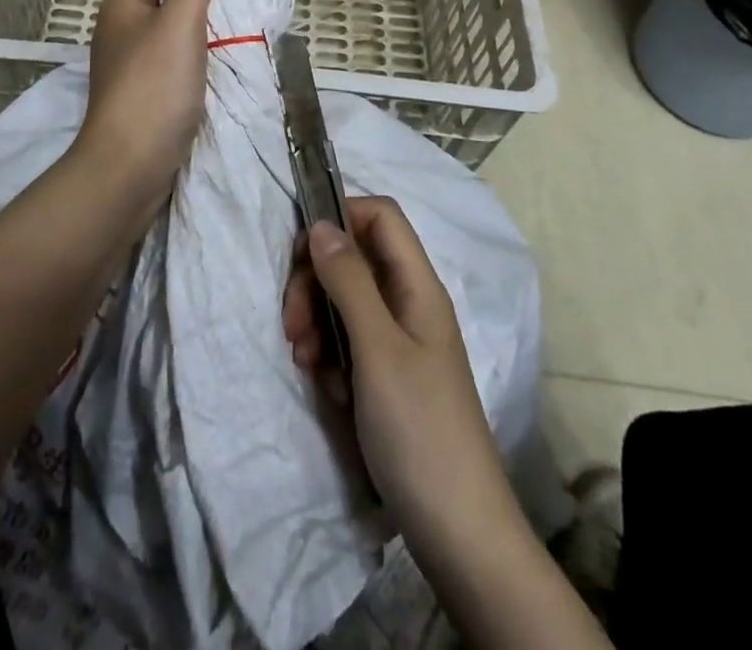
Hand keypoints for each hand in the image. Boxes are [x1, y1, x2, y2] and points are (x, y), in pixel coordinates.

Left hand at [73, 0, 239, 185]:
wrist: (128, 171)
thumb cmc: (152, 88)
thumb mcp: (182, 21)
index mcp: (124, 5)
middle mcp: (123, 32)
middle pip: (179, 6)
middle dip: (216, 11)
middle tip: (255, 15)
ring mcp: (132, 69)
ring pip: (182, 41)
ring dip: (213, 43)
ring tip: (249, 44)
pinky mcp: (145, 100)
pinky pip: (181, 71)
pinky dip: (204, 71)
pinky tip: (228, 76)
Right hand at [283, 197, 527, 576]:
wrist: (459, 534)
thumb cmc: (419, 429)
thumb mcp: (377, 348)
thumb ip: (349, 280)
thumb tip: (321, 224)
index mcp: (417, 286)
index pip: (380, 216)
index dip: (341, 218)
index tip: (302, 252)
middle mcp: (409, 304)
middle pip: (353, 259)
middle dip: (315, 282)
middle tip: (293, 325)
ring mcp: (398, 342)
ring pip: (344, 302)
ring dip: (317, 323)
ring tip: (307, 363)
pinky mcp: (386, 376)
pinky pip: (349, 343)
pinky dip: (331, 357)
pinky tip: (329, 390)